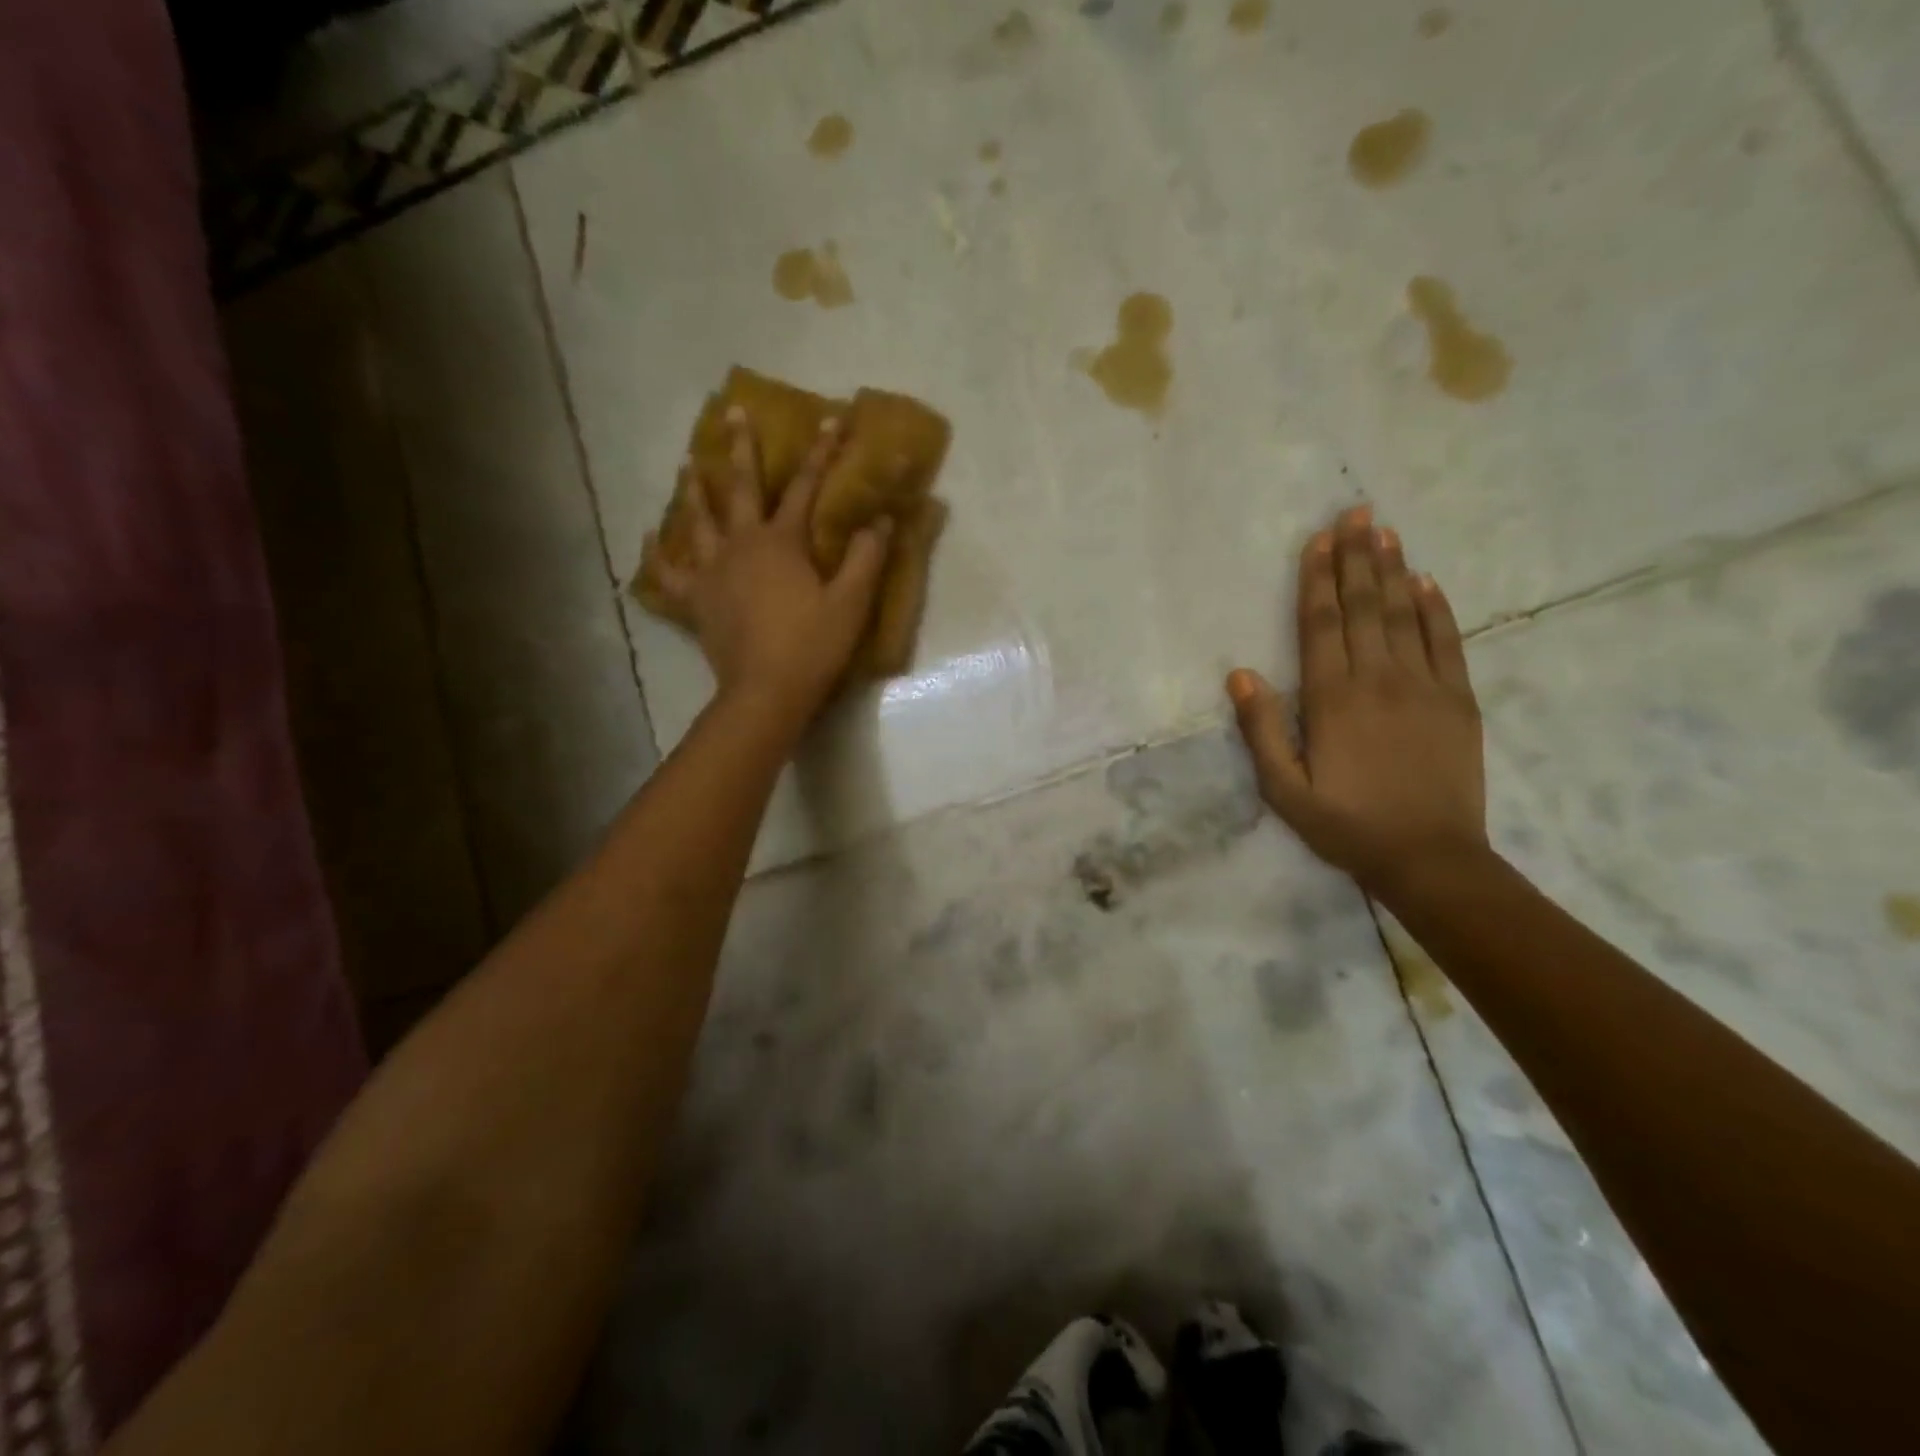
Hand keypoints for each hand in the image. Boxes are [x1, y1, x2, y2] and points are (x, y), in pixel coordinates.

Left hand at [642, 407, 890, 732]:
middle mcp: (741, 545)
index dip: (821, 453)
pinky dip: (658, 555)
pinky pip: (670, 574)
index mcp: (781, 542)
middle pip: (739, 489)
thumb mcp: (851, 603)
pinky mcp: (696, 601)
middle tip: (733, 414)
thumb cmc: (812, 646)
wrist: (767, 692)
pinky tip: (651, 538)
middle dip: (740, 449)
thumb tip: (881, 520)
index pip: (805, 488)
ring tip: (686, 466)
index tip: (831, 420)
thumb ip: (867, 558)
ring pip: (698, 521)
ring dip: (693, 490)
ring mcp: (712, 572)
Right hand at [1227, 505, 1487, 892]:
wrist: (1430, 858)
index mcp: (1331, 699)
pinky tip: (1428, 582)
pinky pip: (1448, 642)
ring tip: (1385, 530)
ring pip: (1405, 614)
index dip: (1318, 578)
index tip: (1318, 539)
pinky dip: (1437, 609)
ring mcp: (1424, 686)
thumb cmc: (1346, 825)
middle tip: (1356, 512)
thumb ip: (1261, 730)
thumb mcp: (1284, 790)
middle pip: (1364, 606)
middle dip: (1356, 557)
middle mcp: (1378, 679)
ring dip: (1393, 570)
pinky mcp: (1459, 700)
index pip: (1321, 625)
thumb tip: (1240, 674)